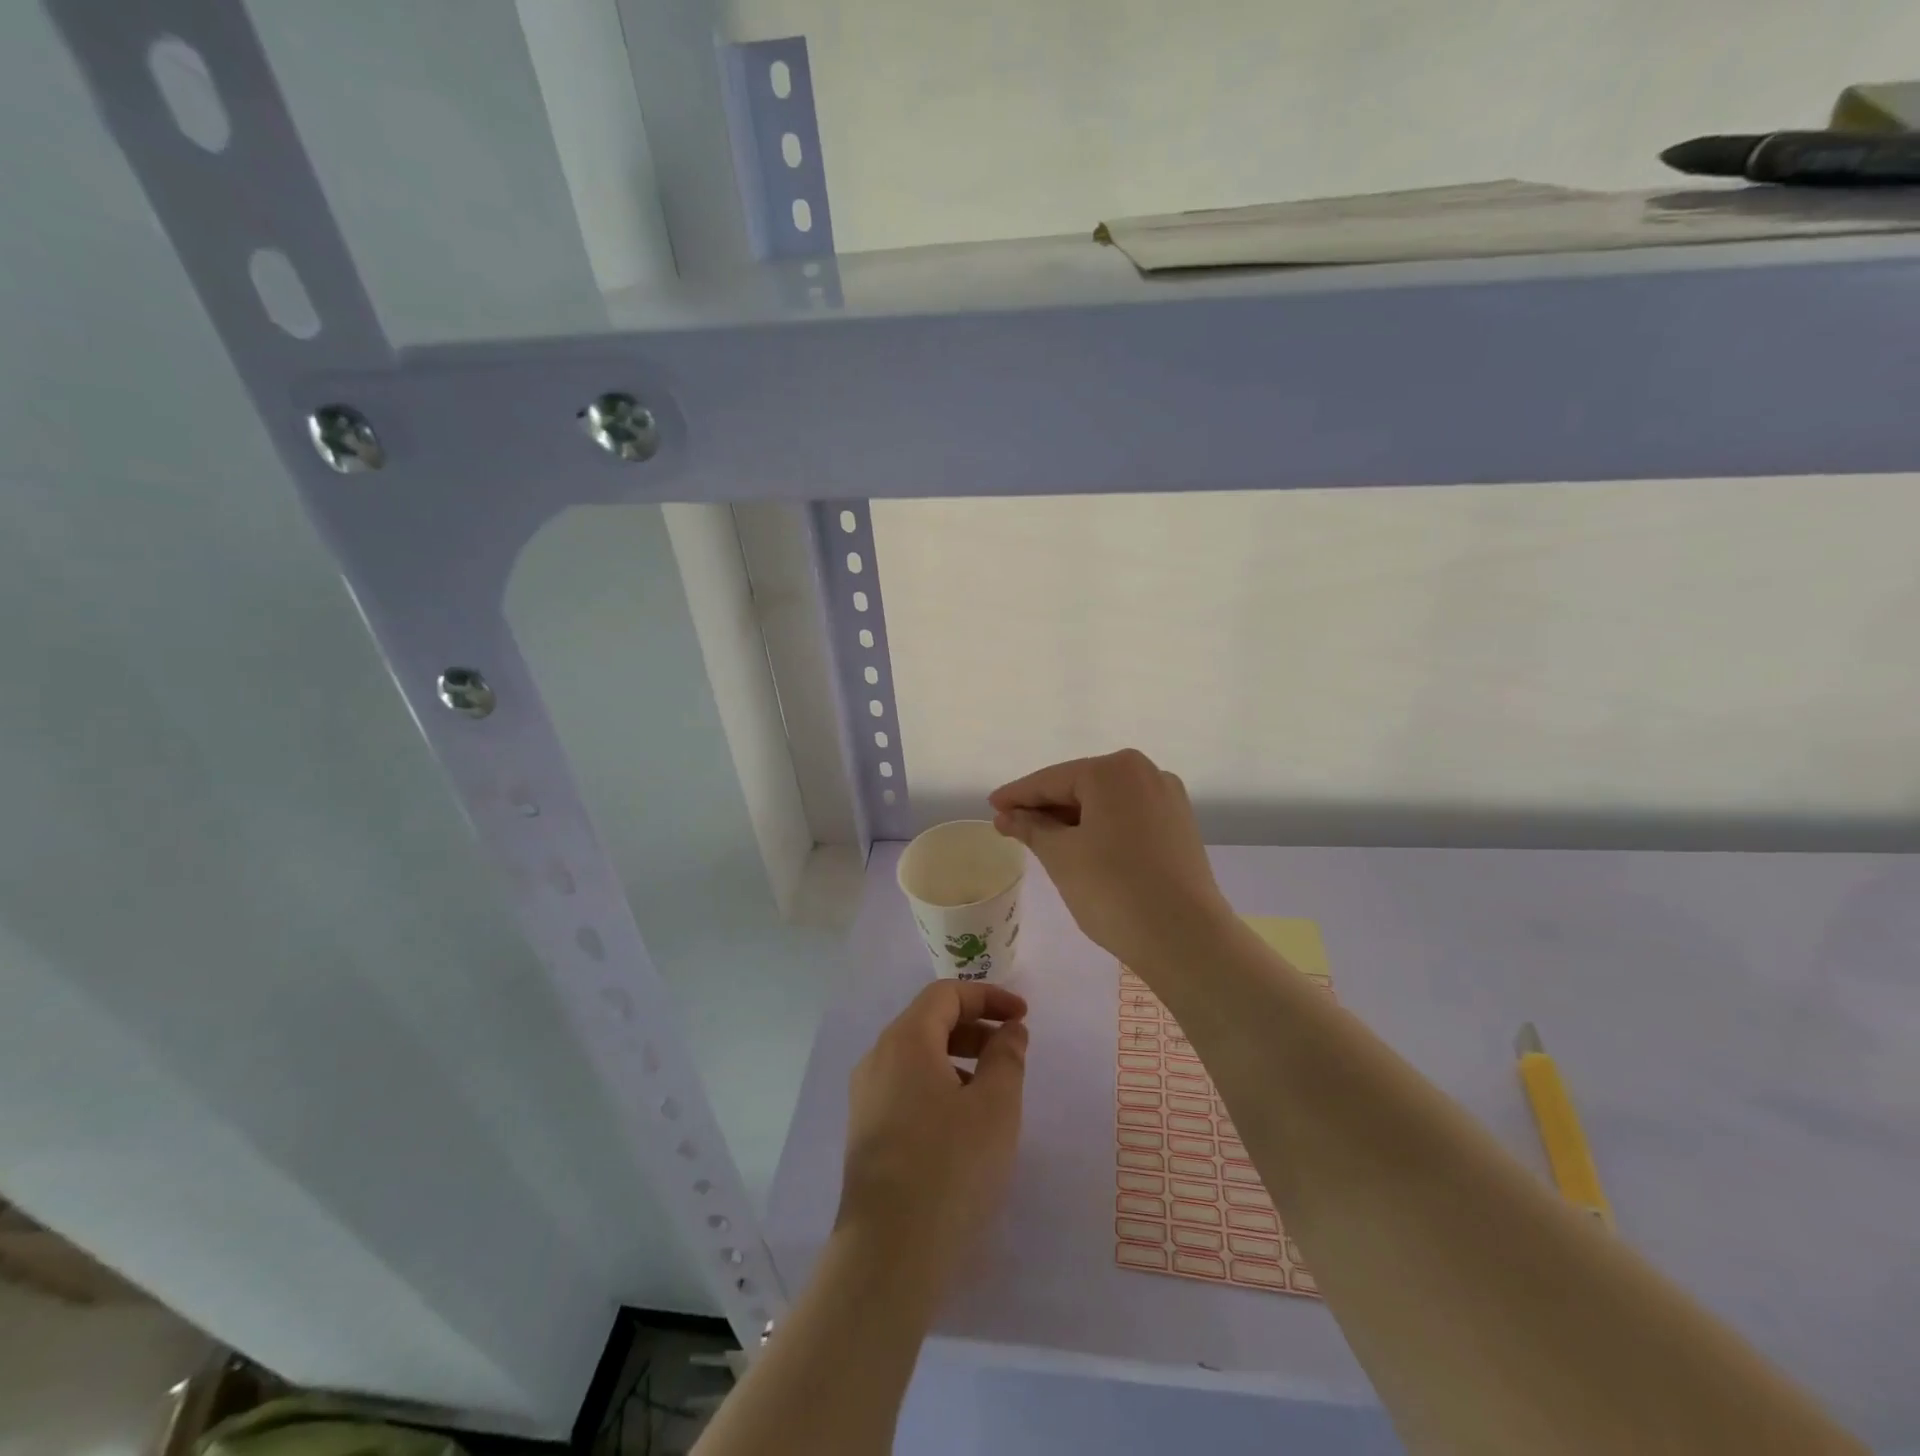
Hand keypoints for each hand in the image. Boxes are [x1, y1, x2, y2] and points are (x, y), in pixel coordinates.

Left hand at [837, 982, 1028, 1286]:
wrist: (889, 1253)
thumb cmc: (950, 1167)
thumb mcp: (995, 1107)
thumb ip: (1007, 1057)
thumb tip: (1009, 1030)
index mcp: (905, 1040)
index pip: (946, 994)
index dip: (988, 997)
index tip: (1023, 1016)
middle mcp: (878, 1058)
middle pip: (929, 1021)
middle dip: (975, 1026)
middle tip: (1013, 1049)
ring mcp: (867, 1096)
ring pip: (918, 1056)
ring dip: (959, 1057)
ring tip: (994, 1088)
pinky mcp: (866, 1130)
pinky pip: (907, 1086)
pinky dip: (939, 1084)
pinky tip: (963, 1122)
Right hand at [990, 748, 1230, 966]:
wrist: (1185, 938)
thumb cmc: (1114, 890)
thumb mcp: (1061, 856)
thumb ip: (1031, 828)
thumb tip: (1007, 815)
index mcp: (1114, 770)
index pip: (1052, 780)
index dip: (1017, 795)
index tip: (991, 805)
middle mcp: (1145, 772)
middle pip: (1081, 785)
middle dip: (1046, 806)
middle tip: (1011, 824)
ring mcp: (1168, 798)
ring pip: (1106, 802)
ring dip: (1073, 818)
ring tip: (1040, 838)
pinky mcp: (1179, 826)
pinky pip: (1128, 817)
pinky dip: (1100, 827)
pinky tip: (1080, 845)